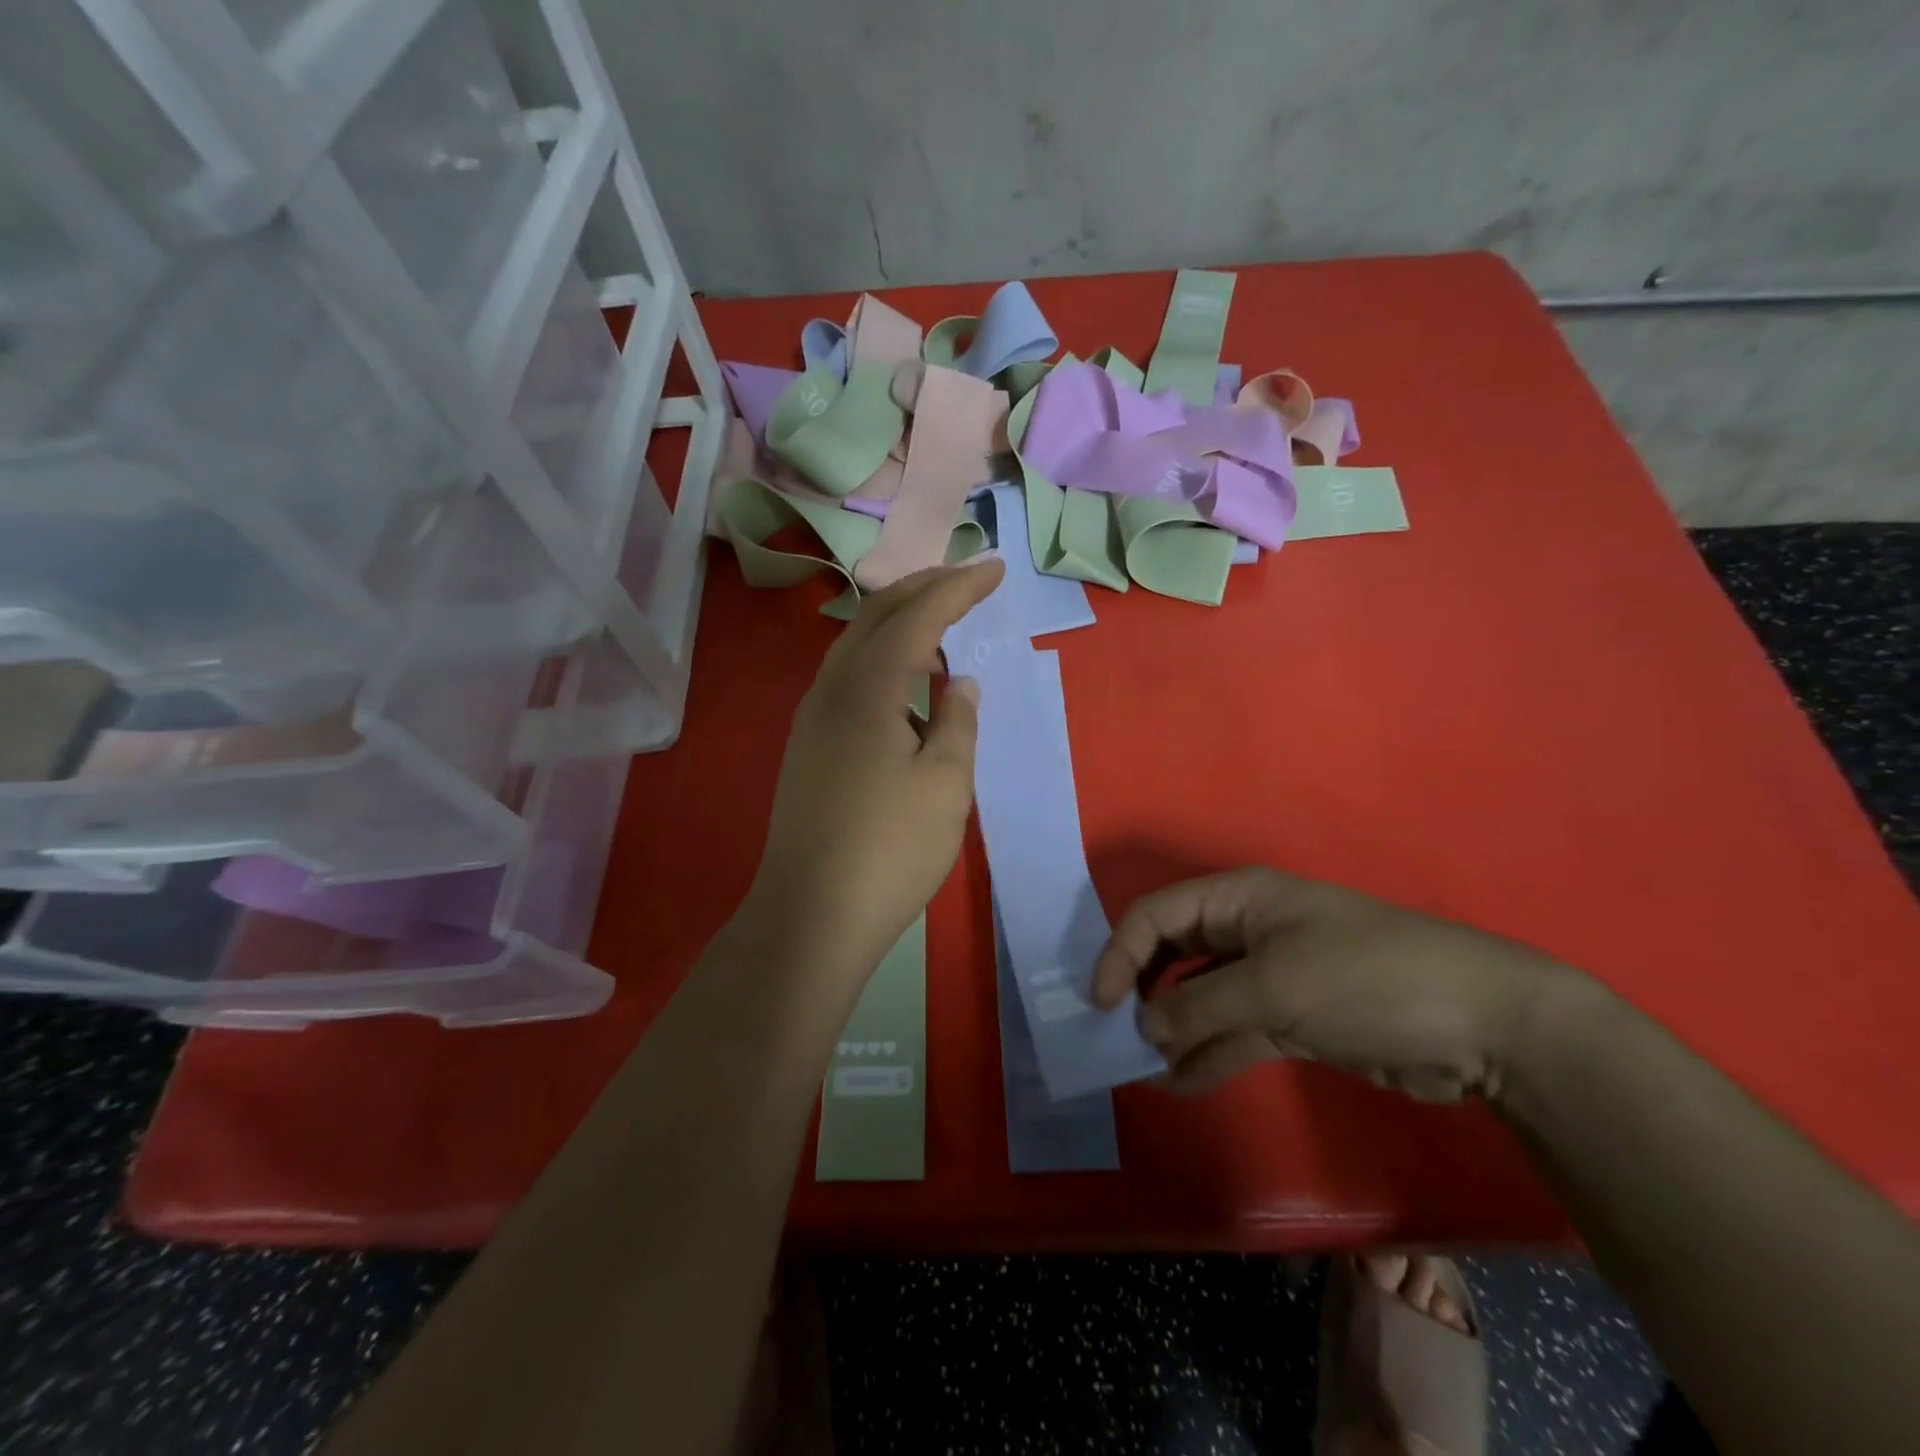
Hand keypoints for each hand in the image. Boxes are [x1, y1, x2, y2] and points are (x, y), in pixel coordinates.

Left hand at [744, 557, 1005, 981]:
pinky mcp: (809, 746)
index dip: (958, 587)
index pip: (917, 616)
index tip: (996, 568)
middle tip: (967, 578)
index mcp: (867, 688)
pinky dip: (882, 658)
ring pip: (856, 645)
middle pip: (877, 616)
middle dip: (924, 588)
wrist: (812, 915)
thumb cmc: (890, 850)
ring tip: (941, 618)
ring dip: (899, 621)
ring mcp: (812, 718)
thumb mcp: (945, 783)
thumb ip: (957, 722)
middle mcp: (831, 689)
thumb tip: (960, 683)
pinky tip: (906, 682)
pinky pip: (848, 677)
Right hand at [1091, 866, 1580, 1100]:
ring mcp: (1270, 976)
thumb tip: (1144, 1029)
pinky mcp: (1293, 1019)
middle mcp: (1246, 931)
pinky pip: (1233, 1033)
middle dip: (1143, 992)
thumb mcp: (1273, 987)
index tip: (1101, 1004)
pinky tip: (1181, 1085)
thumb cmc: (1366, 978)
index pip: (1156, 915)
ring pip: (1200, 998)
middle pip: (1173, 954)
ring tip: (1144, 1071)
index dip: (1121, 953)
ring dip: (1172, 1031)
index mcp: (1238, 900)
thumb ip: (1199, 1007)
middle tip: (1117, 1037)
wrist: (1483, 1026)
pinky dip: (1207, 1056)